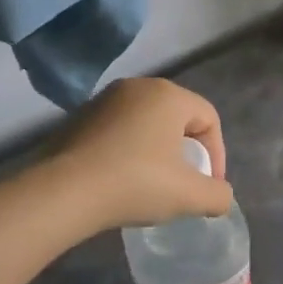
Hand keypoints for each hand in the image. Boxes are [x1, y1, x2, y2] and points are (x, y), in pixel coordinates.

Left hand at [51, 77, 233, 230]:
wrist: (62, 193)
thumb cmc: (135, 184)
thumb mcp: (189, 196)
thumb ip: (218, 195)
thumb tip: (220, 196)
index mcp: (168, 95)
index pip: (209, 118)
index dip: (218, 154)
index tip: (208, 186)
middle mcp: (137, 87)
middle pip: (178, 118)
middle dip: (187, 152)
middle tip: (184, 184)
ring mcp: (103, 100)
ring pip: (146, 124)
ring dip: (157, 151)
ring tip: (153, 184)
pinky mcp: (78, 118)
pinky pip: (118, 131)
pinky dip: (128, 151)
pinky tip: (121, 180)